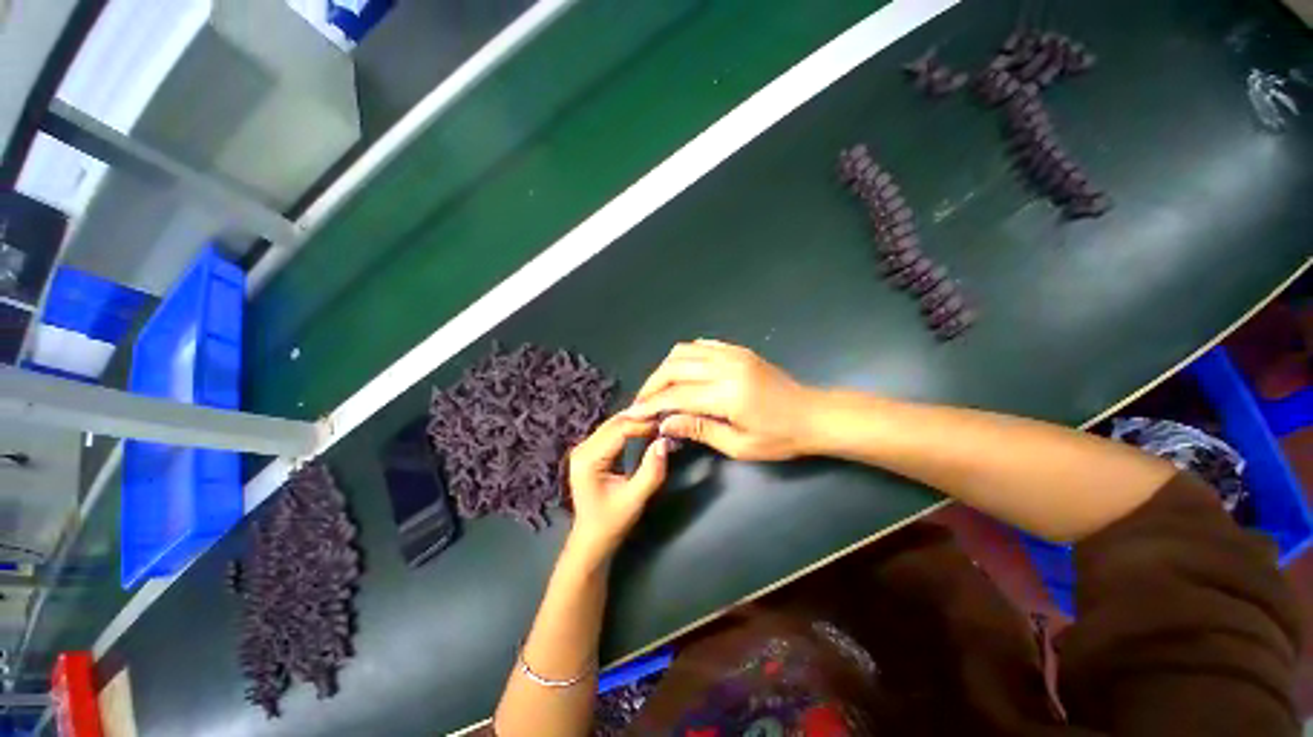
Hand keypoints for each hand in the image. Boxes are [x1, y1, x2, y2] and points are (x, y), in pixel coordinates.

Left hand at [564, 414, 670, 562]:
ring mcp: (584, 448)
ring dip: (636, 420)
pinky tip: (645, 428)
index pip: (619, 430)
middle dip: (640, 418)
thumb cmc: (612, 522)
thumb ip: (651, 471)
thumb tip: (664, 442)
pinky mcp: (590, 450)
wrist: (592, 539)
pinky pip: (612, 431)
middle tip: (665, 418)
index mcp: (588, 459)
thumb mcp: (635, 499)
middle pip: (614, 422)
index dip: (643, 424)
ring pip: (613, 424)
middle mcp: (582, 448)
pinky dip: (630, 427)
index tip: (666, 425)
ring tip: (658, 421)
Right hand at [624, 340, 821, 460]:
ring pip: (684, 351)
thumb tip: (665, 424)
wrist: (814, 414)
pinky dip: (685, 356)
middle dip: (652, 384)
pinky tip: (681, 372)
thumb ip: (699, 430)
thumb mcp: (739, 445)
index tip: (632, 413)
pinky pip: (702, 345)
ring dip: (665, 369)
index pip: (676, 395)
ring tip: (659, 389)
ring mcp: (733, 353)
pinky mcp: (738, 350)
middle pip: (674, 367)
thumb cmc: (780, 437)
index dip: (650, 404)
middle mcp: (726, 366)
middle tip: (642, 402)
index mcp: (727, 394)